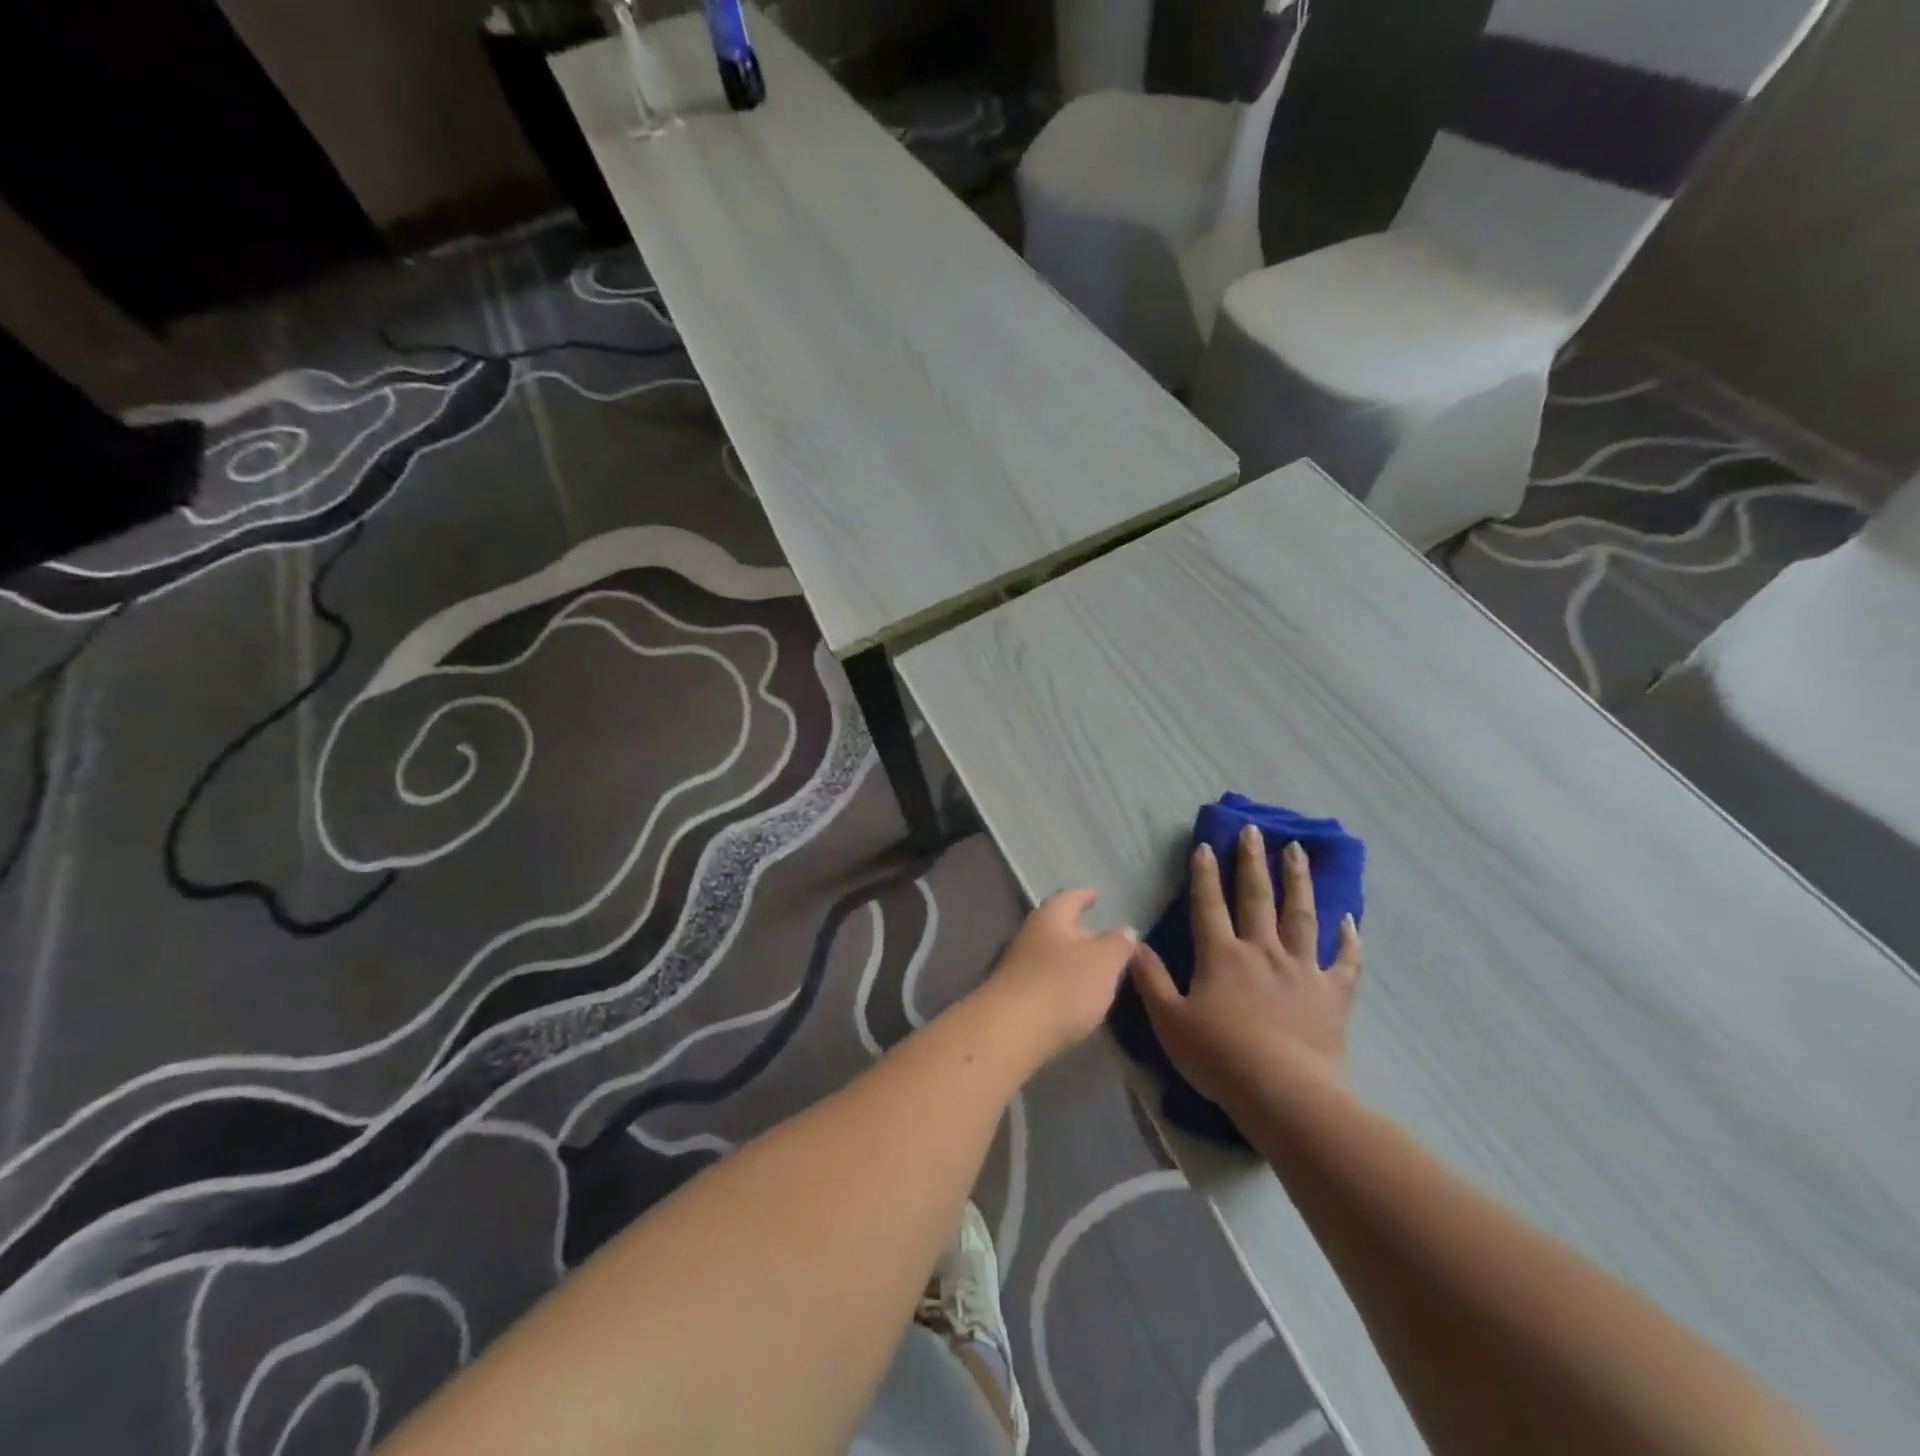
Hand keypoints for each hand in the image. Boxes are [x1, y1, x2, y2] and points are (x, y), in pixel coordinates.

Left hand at [980, 890, 1136, 1064]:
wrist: (1010, 1032)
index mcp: (1050, 919)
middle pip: (1057, 928)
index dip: (1084, 896)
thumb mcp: (1104, 961)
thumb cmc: (1062, 985)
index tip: (1096, 895)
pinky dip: (1061, 985)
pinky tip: (1075, 1000)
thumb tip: (1124, 930)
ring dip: (1071, 962)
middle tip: (1102, 939)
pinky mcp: (1015, 998)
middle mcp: (1029, 937)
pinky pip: (1044, 982)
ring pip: (1050, 956)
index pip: (1069, 898)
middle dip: (1079, 933)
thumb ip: (1118, 944)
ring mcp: (1018, 968)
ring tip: (1095, 972)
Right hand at [1129, 827, 1361, 1108]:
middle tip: (1254, 830)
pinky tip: (1351, 919)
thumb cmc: (1219, 1056)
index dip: (1205, 873)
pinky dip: (1350, 939)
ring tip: (1298, 851)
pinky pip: (1345, 961)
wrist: (1282, 1091)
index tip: (1207, 845)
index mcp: (1222, 955)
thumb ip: (1150, 979)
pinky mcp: (1334, 994)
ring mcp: (1303, 969)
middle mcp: (1262, 951)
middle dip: (1252, 861)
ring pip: (1302, 916)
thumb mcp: (1169, 1020)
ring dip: (1298, 881)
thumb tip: (1134, 946)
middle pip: (1257, 897)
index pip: (1209, 904)